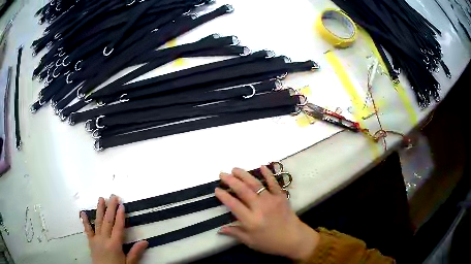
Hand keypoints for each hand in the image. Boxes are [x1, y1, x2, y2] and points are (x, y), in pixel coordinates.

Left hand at [80, 195, 148, 263]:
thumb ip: (135, 252)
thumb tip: (145, 241)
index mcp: (115, 244)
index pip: (118, 227)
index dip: (120, 216)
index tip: (121, 205)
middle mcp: (104, 239)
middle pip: (108, 221)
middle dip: (111, 208)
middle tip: (113, 196)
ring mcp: (96, 239)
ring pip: (98, 222)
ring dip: (100, 210)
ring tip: (101, 199)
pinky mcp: (90, 241)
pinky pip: (87, 229)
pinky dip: (85, 221)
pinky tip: (83, 212)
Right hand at [215, 167, 319, 260]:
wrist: (294, 239)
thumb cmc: (270, 243)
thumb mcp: (250, 242)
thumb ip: (235, 233)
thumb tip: (220, 229)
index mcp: (251, 220)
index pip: (234, 205)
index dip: (224, 196)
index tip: (217, 189)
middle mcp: (260, 208)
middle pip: (243, 191)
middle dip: (231, 181)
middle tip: (222, 174)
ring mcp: (272, 200)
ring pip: (256, 184)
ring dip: (244, 175)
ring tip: (235, 169)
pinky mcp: (281, 197)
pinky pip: (274, 183)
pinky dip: (268, 173)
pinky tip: (261, 166)